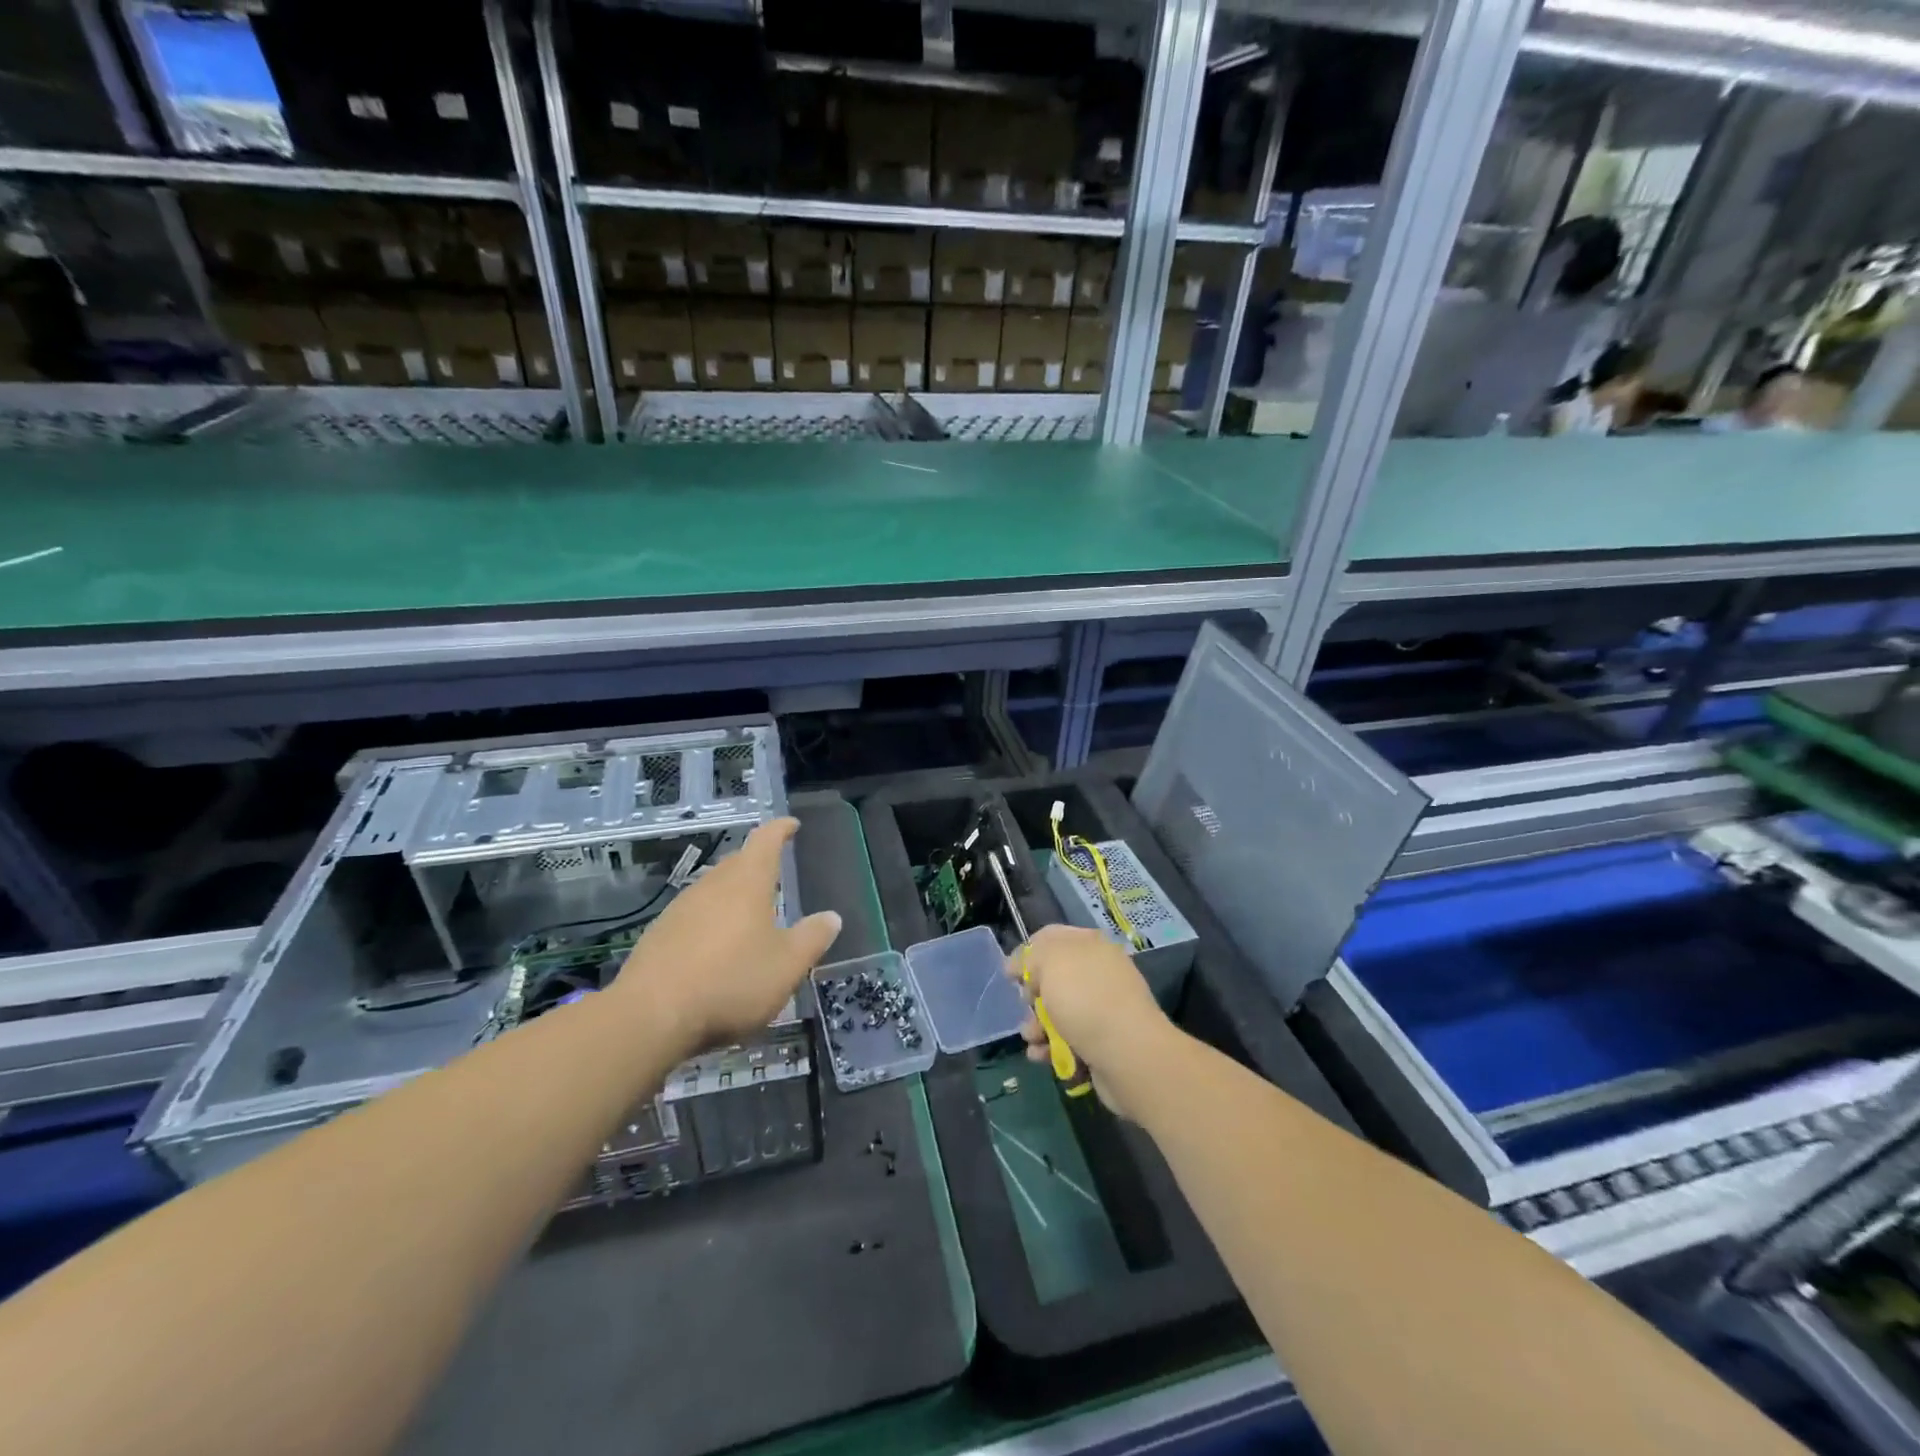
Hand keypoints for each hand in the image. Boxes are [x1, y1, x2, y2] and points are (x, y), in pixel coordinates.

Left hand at [612, 818, 840, 1055]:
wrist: (650, 1016)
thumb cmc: (731, 981)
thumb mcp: (786, 966)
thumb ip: (811, 939)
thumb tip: (831, 917)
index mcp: (747, 882)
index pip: (766, 841)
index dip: (780, 830)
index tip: (791, 825)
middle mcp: (712, 886)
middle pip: (737, 863)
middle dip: (756, 863)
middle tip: (774, 873)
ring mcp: (680, 909)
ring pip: (713, 889)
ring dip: (732, 894)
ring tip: (749, 914)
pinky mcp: (659, 935)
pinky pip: (693, 916)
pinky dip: (711, 921)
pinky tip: (715, 947)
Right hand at [1011, 924, 1174, 1118]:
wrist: (1128, 1055)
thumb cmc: (1086, 1000)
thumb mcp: (1051, 962)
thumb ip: (1031, 956)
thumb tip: (1020, 964)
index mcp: (1090, 946)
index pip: (1052, 937)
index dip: (1028, 952)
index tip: (1012, 974)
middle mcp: (1098, 973)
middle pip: (1052, 978)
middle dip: (1032, 996)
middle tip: (1027, 1005)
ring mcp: (1102, 1009)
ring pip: (1057, 1013)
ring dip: (1037, 1026)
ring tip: (1034, 1039)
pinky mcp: (1101, 1043)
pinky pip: (1067, 1041)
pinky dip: (1051, 1048)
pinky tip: (1042, 1056)